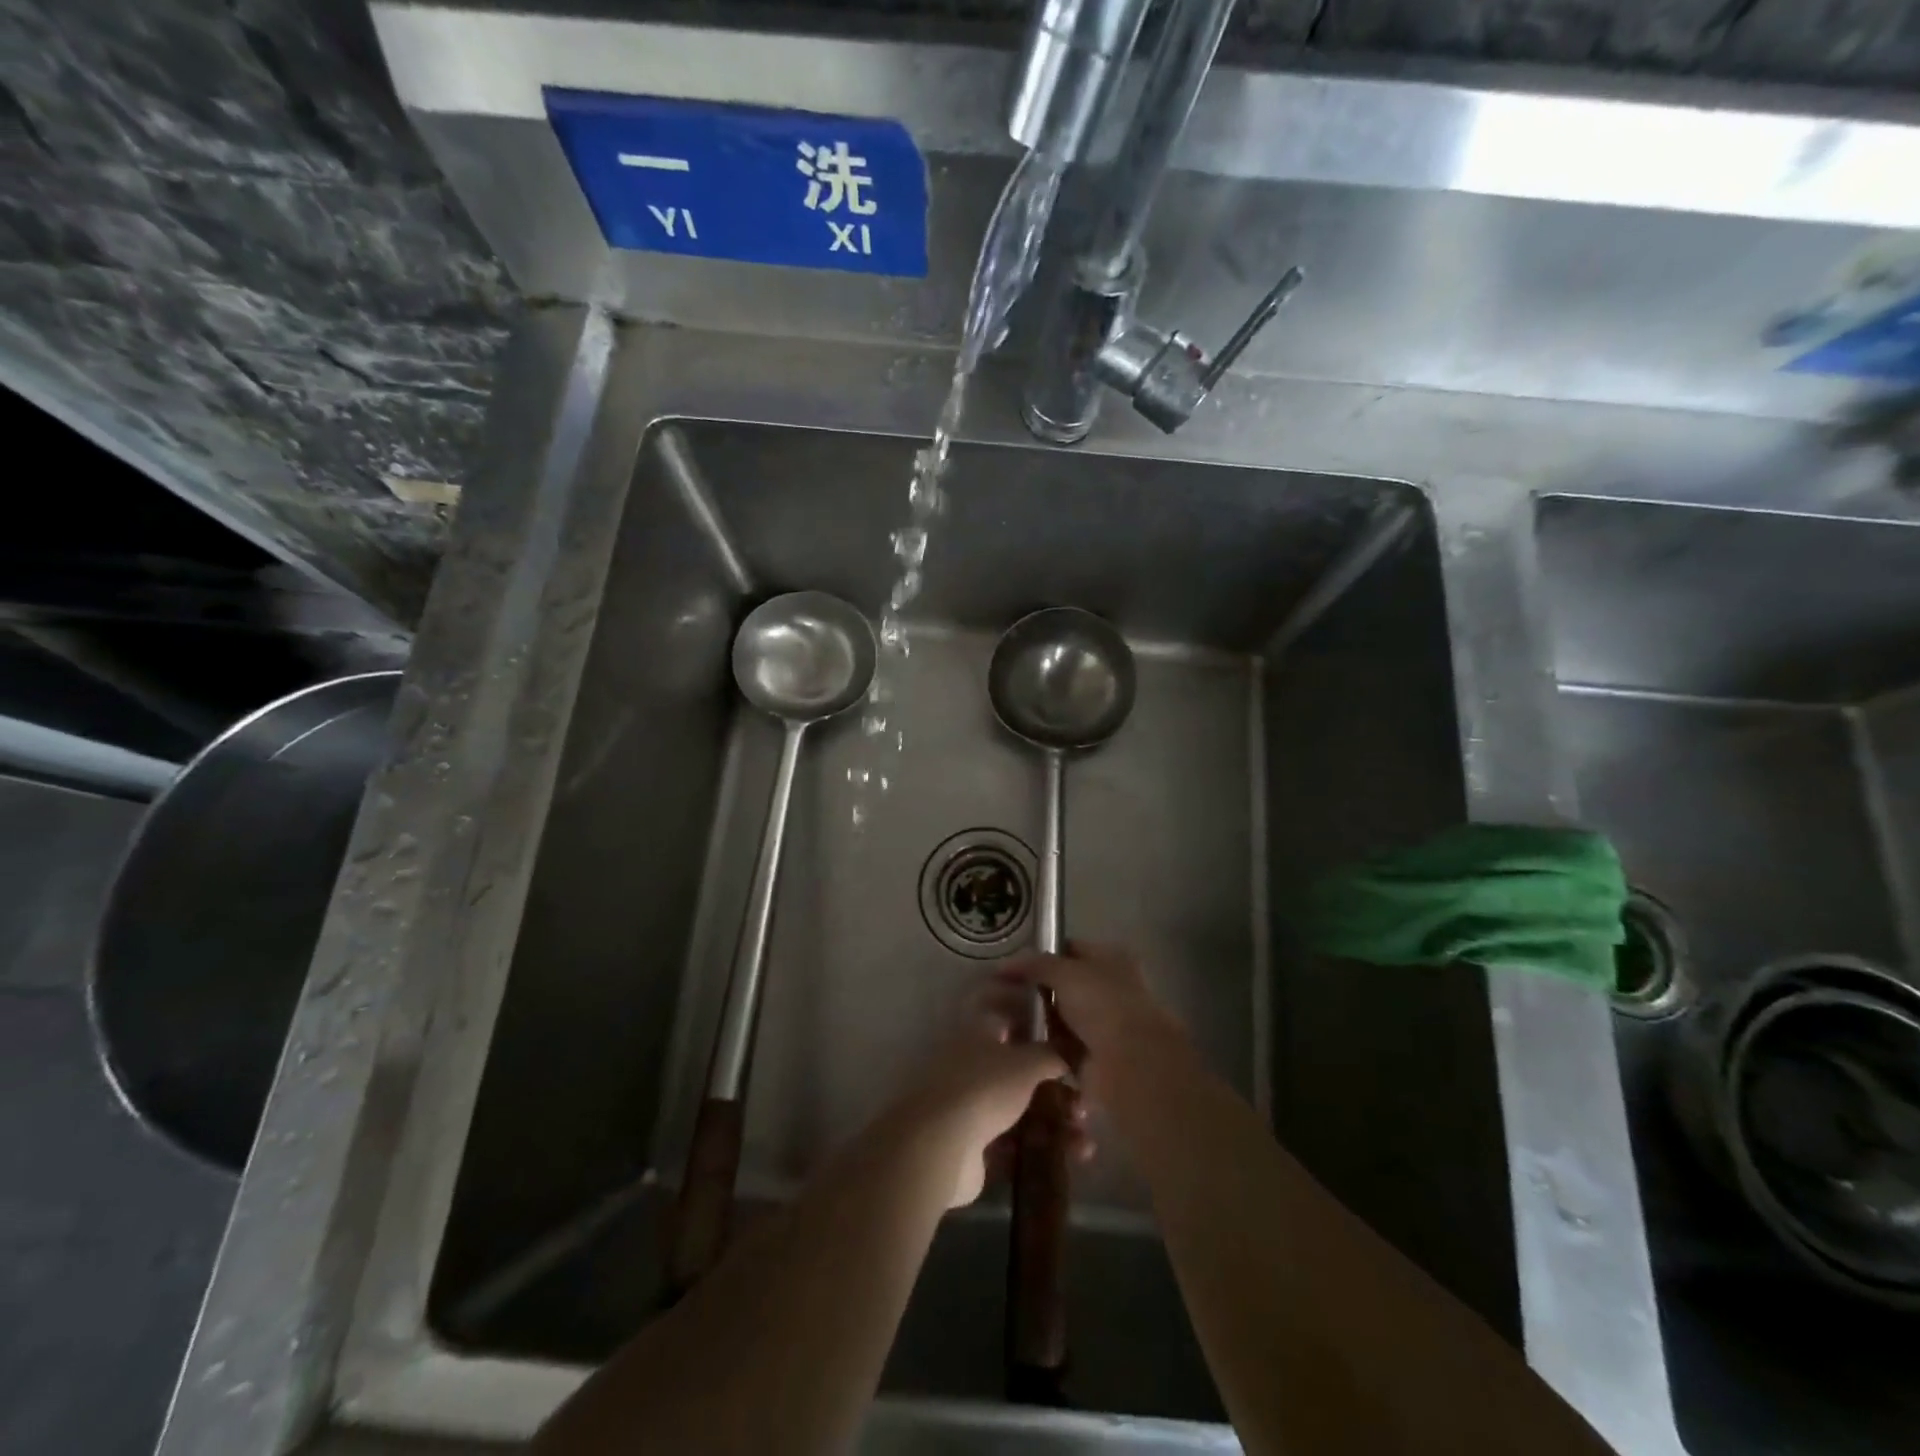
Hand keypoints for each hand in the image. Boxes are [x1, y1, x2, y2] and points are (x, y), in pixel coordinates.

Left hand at [897, 980, 1089, 1206]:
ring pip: (1021, 1109)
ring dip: (1056, 1123)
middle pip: (1019, 1070)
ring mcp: (970, 1106)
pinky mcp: (974, 1145)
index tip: (1061, 1031)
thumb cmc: (985, 1087)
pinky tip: (1073, 1159)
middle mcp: (972, 1065)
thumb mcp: (1027, 1062)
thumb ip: (1051, 1054)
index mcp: (979, 1033)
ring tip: (1084, 1142)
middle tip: (1083, 1103)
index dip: (1032, 1019)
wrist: (941, 1145)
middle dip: (1055, 1087)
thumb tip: (1068, 1053)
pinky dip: (1043, 1149)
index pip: (1006, 1014)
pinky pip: (1016, 1143)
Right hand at [999, 941, 1188, 1103]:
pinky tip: (1017, 1044)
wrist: (1130, 1064)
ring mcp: (1101, 1025)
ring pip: (1060, 1017)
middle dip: (1035, 990)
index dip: (1042, 954)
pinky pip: (1059, 1046)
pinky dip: (1043, 1046)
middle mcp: (1108, 990)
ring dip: (1037, 1020)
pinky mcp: (1091, 1056)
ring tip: (1003, 1020)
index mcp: (1110, 960)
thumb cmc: (1102, 1005)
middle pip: (1064, 985)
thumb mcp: (1065, 972)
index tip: (1011, 965)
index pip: (1070, 949)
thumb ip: (1035, 964)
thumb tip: (1005, 964)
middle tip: (1001, 993)